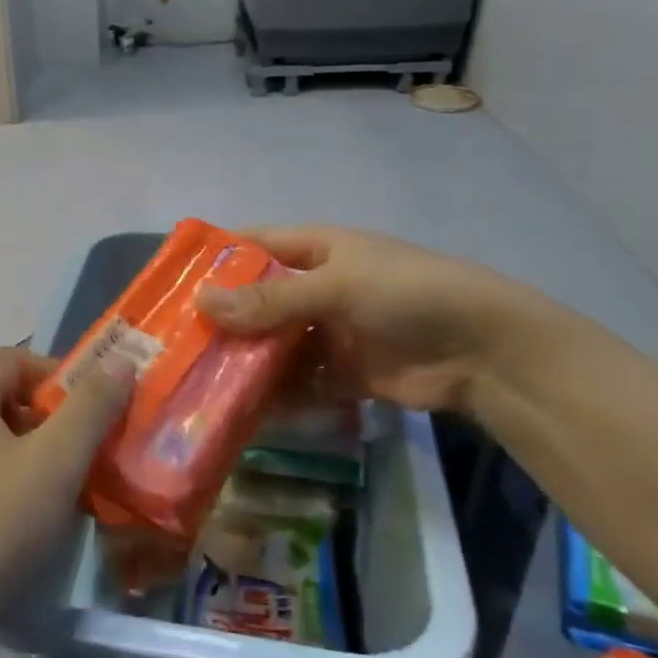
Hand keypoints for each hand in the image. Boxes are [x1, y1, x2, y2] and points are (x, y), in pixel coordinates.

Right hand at [195, 226, 546, 411]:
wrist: (485, 351)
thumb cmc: (407, 294)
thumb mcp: (335, 287)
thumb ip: (269, 301)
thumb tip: (201, 302)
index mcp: (318, 251)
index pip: (256, 246)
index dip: (217, 260)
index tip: (172, 282)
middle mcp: (319, 289)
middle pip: (260, 302)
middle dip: (224, 321)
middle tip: (174, 344)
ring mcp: (332, 333)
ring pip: (277, 346)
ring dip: (246, 363)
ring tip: (197, 382)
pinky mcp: (346, 374)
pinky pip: (301, 383)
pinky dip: (277, 396)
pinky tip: (241, 411)